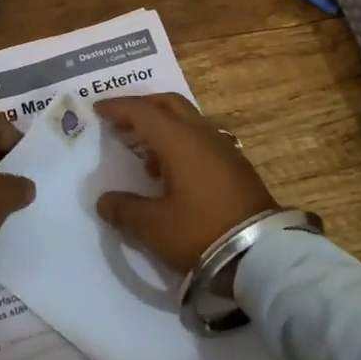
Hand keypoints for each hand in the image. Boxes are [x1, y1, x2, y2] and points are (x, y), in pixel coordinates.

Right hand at [93, 94, 277, 272]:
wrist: (262, 254)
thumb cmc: (201, 232)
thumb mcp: (155, 227)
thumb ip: (126, 210)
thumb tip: (104, 201)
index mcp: (179, 140)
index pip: (142, 112)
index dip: (118, 107)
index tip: (98, 109)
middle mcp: (201, 134)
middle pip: (169, 104)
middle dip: (143, 107)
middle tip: (122, 120)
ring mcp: (223, 147)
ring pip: (187, 120)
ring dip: (163, 126)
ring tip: (145, 153)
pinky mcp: (236, 165)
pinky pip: (201, 138)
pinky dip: (180, 142)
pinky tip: (172, 171)